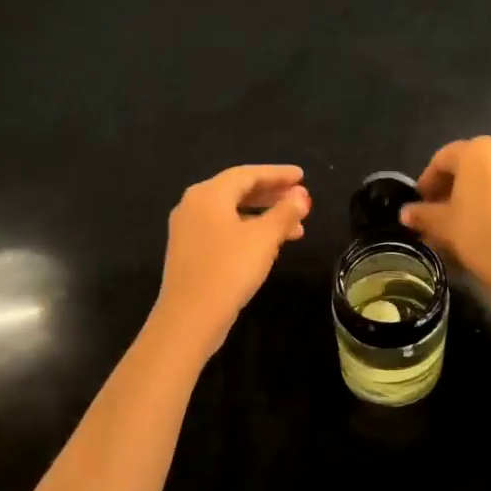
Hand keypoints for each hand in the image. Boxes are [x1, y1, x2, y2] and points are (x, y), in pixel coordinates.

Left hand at [152, 164, 309, 357]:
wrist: (190, 317)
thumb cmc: (229, 269)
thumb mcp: (264, 238)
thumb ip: (285, 212)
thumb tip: (301, 196)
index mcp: (208, 194)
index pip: (248, 174)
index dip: (278, 174)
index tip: (302, 176)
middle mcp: (193, 205)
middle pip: (238, 191)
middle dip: (272, 195)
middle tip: (300, 199)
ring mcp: (188, 229)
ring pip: (233, 213)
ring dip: (265, 217)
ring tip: (296, 229)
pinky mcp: (190, 251)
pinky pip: (224, 230)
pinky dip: (249, 231)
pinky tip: (269, 245)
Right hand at [399, 137, 490, 310]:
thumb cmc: (483, 236)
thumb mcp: (445, 226)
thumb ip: (423, 214)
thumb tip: (405, 213)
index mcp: (478, 151)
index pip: (442, 159)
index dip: (426, 181)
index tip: (418, 204)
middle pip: (468, 165)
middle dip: (449, 188)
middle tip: (435, 214)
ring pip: (489, 177)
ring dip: (470, 195)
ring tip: (457, 223)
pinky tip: (483, 225)